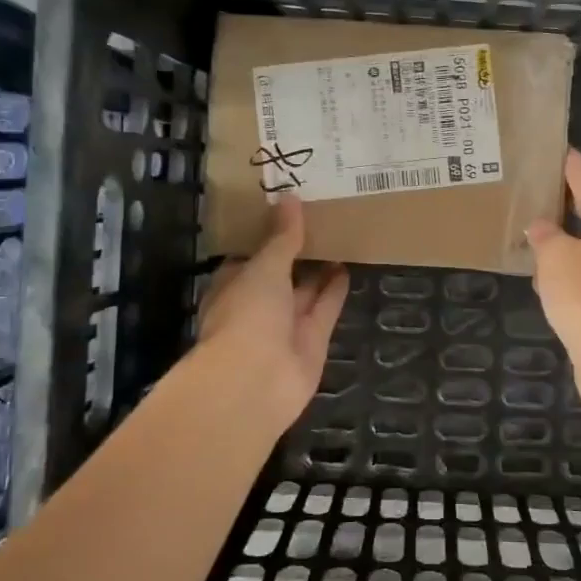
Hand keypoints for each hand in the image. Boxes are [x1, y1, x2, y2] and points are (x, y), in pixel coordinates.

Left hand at [195, 194, 349, 433]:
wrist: (255, 382)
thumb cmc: (246, 315)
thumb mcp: (263, 267)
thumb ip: (282, 237)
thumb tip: (290, 198)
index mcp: (232, 286)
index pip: (249, 256)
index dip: (267, 235)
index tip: (288, 211)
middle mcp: (257, 306)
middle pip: (279, 274)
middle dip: (296, 252)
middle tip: (321, 219)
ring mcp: (284, 326)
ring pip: (304, 292)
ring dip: (319, 270)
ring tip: (340, 238)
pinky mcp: (311, 342)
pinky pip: (324, 309)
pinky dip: (335, 291)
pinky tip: (348, 267)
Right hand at [525, 150, 580, 419]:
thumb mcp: (556, 256)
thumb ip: (545, 236)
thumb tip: (542, 228)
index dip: (573, 169)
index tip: (562, 151)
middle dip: (568, 207)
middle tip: (540, 192)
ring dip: (565, 246)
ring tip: (535, 236)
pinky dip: (568, 276)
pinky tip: (545, 281)